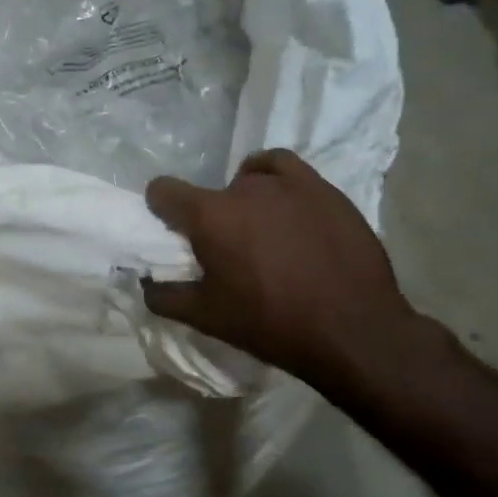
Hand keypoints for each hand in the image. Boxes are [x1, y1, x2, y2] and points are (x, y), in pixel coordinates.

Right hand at [142, 149, 428, 395]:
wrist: (352, 330)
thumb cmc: (271, 324)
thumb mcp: (206, 318)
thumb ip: (164, 296)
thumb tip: (145, 282)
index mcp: (211, 216)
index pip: (164, 190)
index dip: (161, 208)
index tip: (172, 231)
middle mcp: (245, 189)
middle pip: (211, 192)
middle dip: (211, 217)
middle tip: (227, 251)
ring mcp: (289, 184)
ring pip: (249, 178)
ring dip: (243, 199)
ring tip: (259, 230)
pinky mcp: (323, 188)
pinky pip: (284, 166)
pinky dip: (273, 177)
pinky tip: (280, 202)